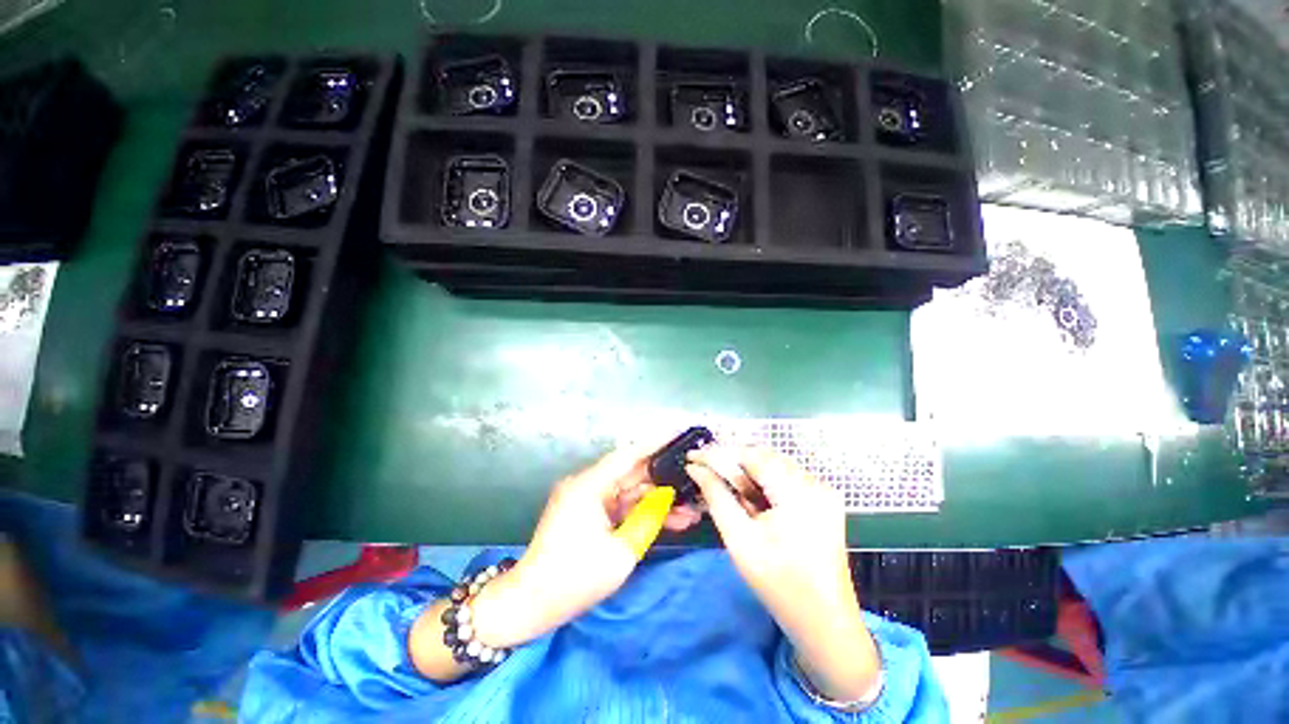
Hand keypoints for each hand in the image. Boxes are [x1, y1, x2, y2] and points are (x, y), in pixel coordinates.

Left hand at [471, 445, 700, 647]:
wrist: (530, 605)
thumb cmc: (574, 579)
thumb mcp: (621, 552)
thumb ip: (647, 519)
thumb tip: (666, 499)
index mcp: (590, 486)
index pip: (629, 455)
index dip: (656, 443)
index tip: (680, 433)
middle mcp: (587, 485)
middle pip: (632, 473)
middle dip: (664, 479)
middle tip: (695, 480)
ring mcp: (586, 499)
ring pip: (629, 492)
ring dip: (656, 500)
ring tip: (691, 510)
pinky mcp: (588, 513)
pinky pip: (620, 506)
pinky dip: (641, 512)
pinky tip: (670, 520)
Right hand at [686, 446, 879, 702]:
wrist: (825, 622)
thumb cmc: (779, 584)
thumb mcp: (739, 539)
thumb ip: (716, 496)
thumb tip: (695, 468)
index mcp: (797, 492)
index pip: (751, 455)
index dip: (718, 452)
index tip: (692, 457)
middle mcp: (815, 482)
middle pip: (763, 455)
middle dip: (731, 460)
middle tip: (703, 469)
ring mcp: (823, 489)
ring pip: (773, 463)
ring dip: (746, 469)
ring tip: (725, 485)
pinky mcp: (824, 498)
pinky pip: (785, 476)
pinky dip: (763, 479)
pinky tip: (750, 496)